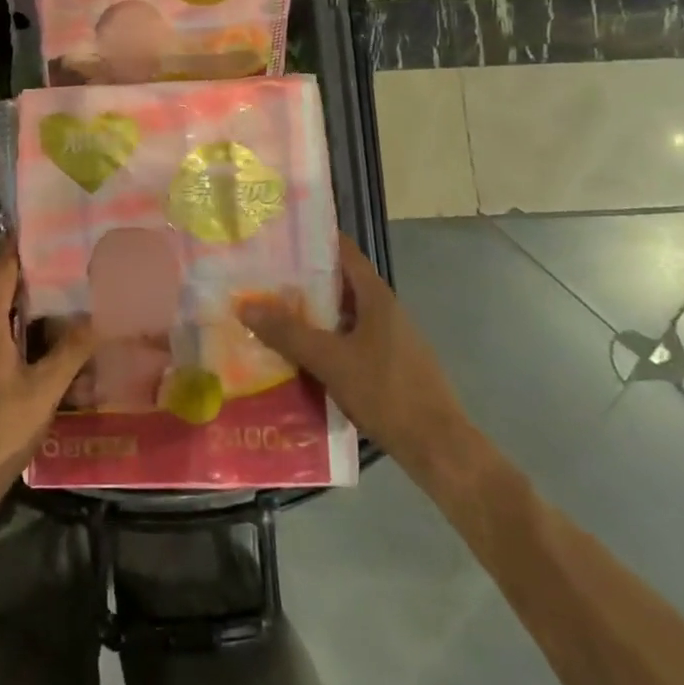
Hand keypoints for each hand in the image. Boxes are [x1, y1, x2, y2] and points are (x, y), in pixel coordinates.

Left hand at [0, 235, 95, 500]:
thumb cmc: (0, 427)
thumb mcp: (44, 389)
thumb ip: (72, 351)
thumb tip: (99, 316)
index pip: (1, 276)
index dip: (15, 250)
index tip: (30, 228)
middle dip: (27, 286)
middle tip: (60, 271)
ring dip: (22, 320)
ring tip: (56, 314)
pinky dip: (14, 347)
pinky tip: (36, 362)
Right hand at [239, 234, 476, 487]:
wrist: (438, 447)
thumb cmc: (387, 392)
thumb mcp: (330, 361)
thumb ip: (288, 333)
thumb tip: (245, 305)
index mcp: (376, 296)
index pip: (343, 251)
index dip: (312, 240)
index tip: (277, 237)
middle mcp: (384, 310)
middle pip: (338, 283)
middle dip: (301, 280)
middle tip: (260, 278)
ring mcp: (388, 338)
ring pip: (341, 314)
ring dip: (310, 313)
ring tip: (269, 313)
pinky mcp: (387, 364)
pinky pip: (348, 340)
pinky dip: (323, 340)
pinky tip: (297, 354)